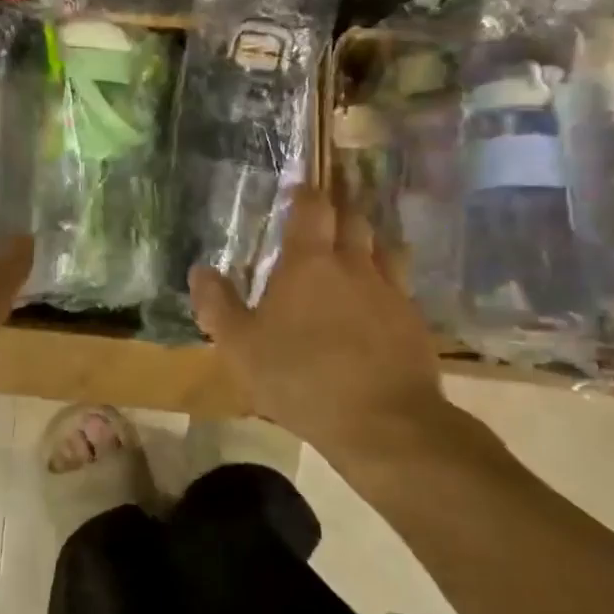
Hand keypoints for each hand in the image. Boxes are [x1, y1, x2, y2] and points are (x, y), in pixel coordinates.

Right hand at [190, 188, 479, 476]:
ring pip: (385, 248)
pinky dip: (387, 282)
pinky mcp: (414, 322)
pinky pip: (401, 287)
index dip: (304, 194)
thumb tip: (199, 270)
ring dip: (369, 241)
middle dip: (339, 210)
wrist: (384, 422)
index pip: (312, 207)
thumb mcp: (239, 346)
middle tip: (323, 216)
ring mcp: (391, 291)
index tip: (296, 190)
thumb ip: (216, 305)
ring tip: (355, 250)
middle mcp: (355, 264)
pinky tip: (377, 302)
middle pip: (354, 219)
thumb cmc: (300, 378)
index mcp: (309, 262)